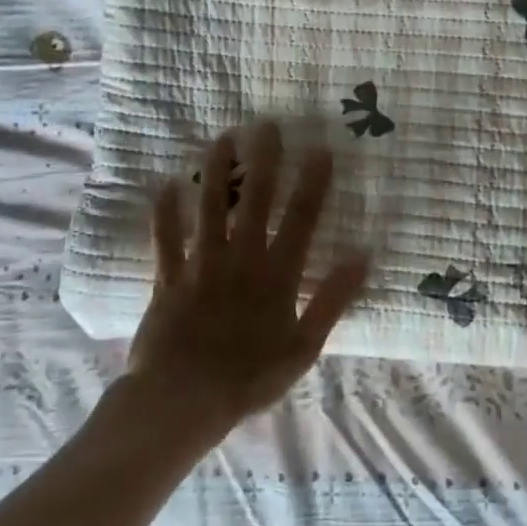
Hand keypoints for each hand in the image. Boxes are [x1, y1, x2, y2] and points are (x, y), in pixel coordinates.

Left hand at [119, 123, 367, 446]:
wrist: (182, 402)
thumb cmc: (250, 377)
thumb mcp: (304, 346)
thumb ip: (332, 299)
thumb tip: (362, 256)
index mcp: (277, 274)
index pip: (300, 218)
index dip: (312, 182)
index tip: (320, 148)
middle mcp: (241, 259)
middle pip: (254, 201)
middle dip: (263, 160)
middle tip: (267, 124)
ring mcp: (201, 265)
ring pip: (210, 208)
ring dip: (216, 172)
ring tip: (222, 137)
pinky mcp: (168, 278)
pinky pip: (165, 239)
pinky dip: (164, 213)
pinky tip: (165, 185)